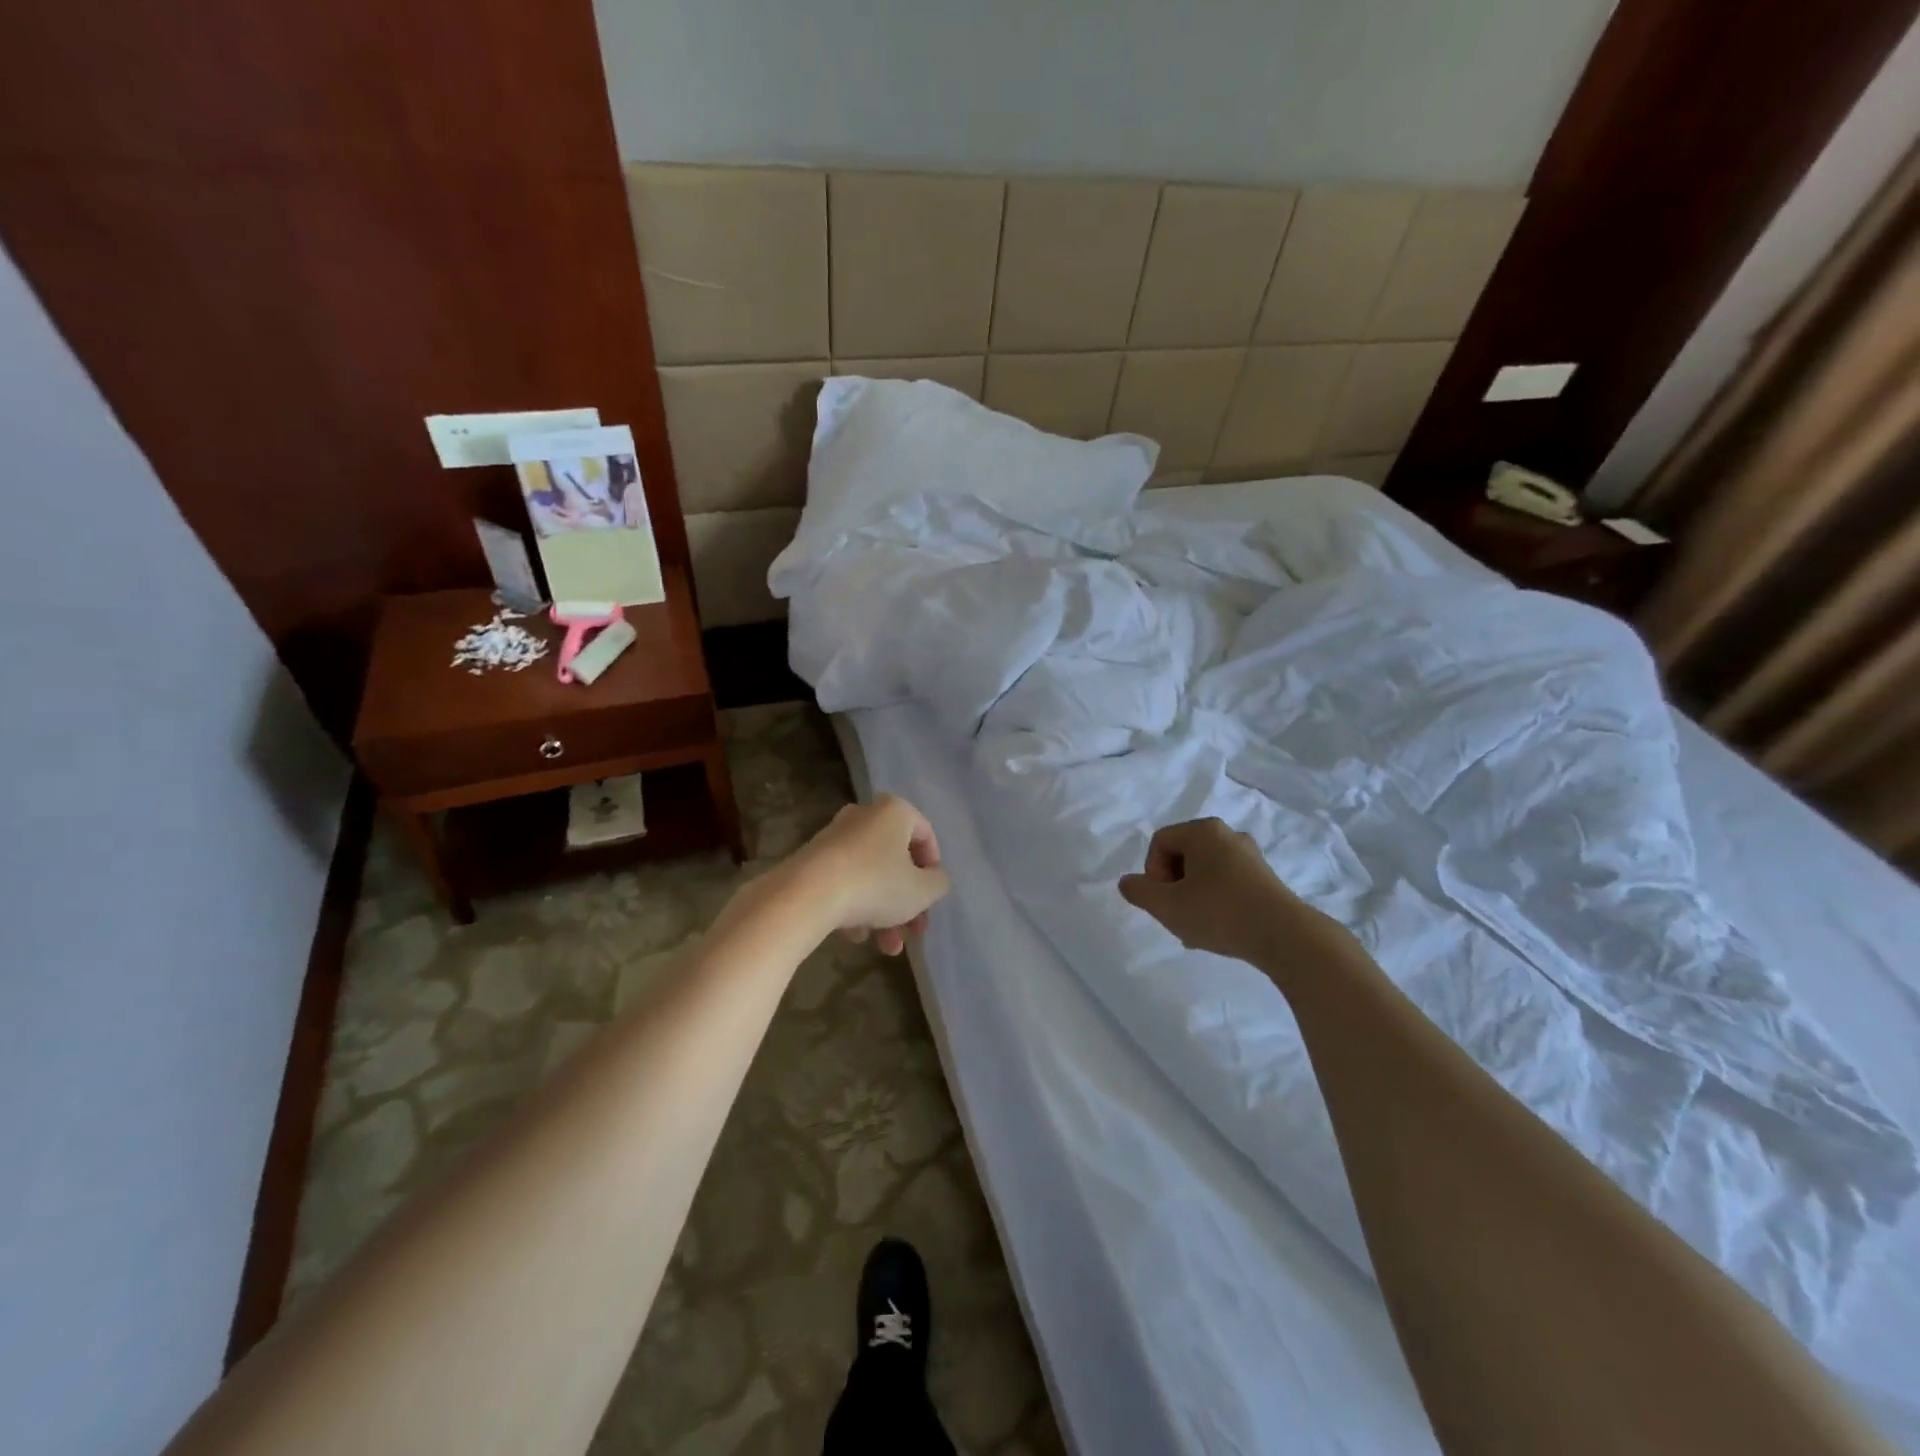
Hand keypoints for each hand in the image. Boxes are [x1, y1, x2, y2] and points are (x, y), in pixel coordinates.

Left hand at [798, 794, 950, 955]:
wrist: (806, 895)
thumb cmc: (875, 885)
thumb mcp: (922, 890)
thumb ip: (938, 883)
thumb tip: (934, 878)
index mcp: (894, 811)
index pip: (926, 835)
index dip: (934, 870)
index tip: (932, 899)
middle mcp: (864, 815)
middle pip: (896, 860)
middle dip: (908, 901)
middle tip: (914, 931)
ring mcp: (835, 837)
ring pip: (871, 875)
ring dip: (884, 912)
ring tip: (887, 947)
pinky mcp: (812, 860)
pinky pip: (845, 882)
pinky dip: (855, 907)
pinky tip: (856, 937)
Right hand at [1118, 818, 1352, 971]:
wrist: (1285, 936)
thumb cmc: (1219, 912)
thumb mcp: (1167, 906)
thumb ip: (1139, 892)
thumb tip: (1127, 882)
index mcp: (1203, 831)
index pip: (1160, 842)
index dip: (1152, 872)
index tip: (1163, 900)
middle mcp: (1228, 835)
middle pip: (1183, 855)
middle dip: (1173, 886)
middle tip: (1177, 915)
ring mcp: (1251, 856)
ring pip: (1205, 872)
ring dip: (1193, 897)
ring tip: (1196, 929)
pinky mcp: (1266, 878)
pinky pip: (1227, 883)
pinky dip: (1216, 902)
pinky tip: (1218, 930)